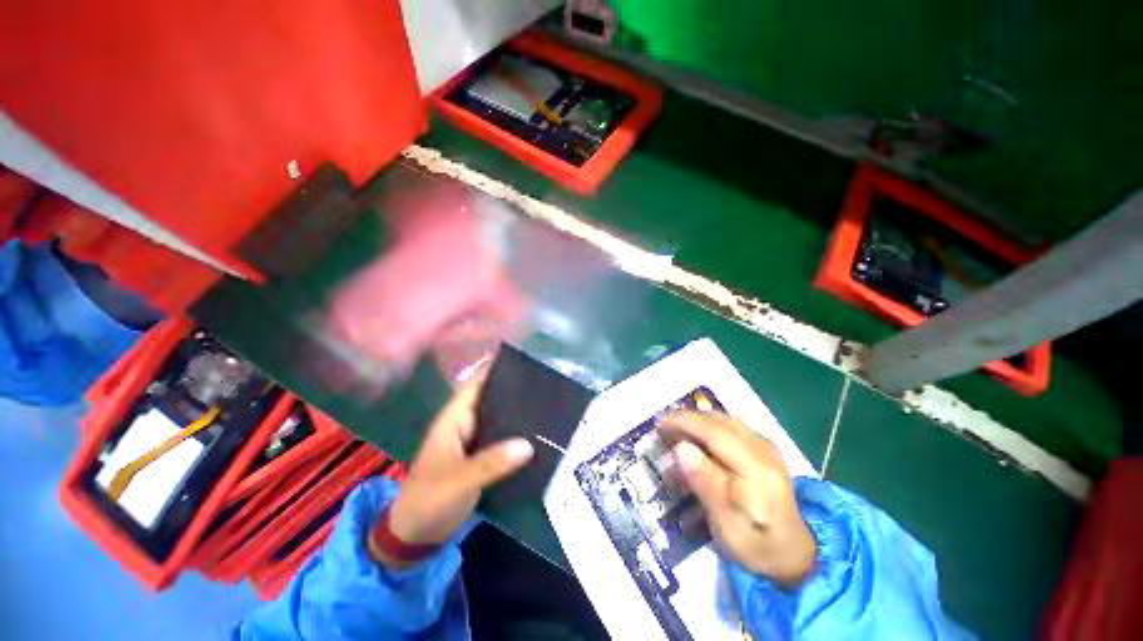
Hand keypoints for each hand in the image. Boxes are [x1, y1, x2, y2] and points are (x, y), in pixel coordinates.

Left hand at [370, 369, 533, 568]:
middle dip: (515, 387)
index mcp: (454, 419)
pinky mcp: (482, 457)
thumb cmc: (428, 501)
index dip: (494, 367)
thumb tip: (528, 444)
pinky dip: (518, 432)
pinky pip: (503, 437)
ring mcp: (474, 441)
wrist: (415, 536)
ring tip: (549, 400)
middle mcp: (465, 423)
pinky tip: (539, 431)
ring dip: (518, 410)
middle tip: (546, 379)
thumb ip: (490, 463)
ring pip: (499, 417)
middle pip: (491, 397)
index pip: (476, 383)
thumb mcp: (458, 481)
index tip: (522, 356)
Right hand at [660, 411, 814, 586]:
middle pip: (719, 421)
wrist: (793, 552)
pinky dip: (707, 426)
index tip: (660, 422)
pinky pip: (729, 425)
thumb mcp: (728, 527)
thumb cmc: (756, 546)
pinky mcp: (762, 446)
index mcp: (758, 470)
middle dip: (686, 419)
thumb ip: (706, 485)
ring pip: (723, 420)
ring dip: (695, 421)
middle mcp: (764, 450)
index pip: (716, 433)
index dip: (686, 422)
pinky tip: (695, 438)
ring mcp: (765, 445)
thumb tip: (681, 448)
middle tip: (661, 428)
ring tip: (673, 431)